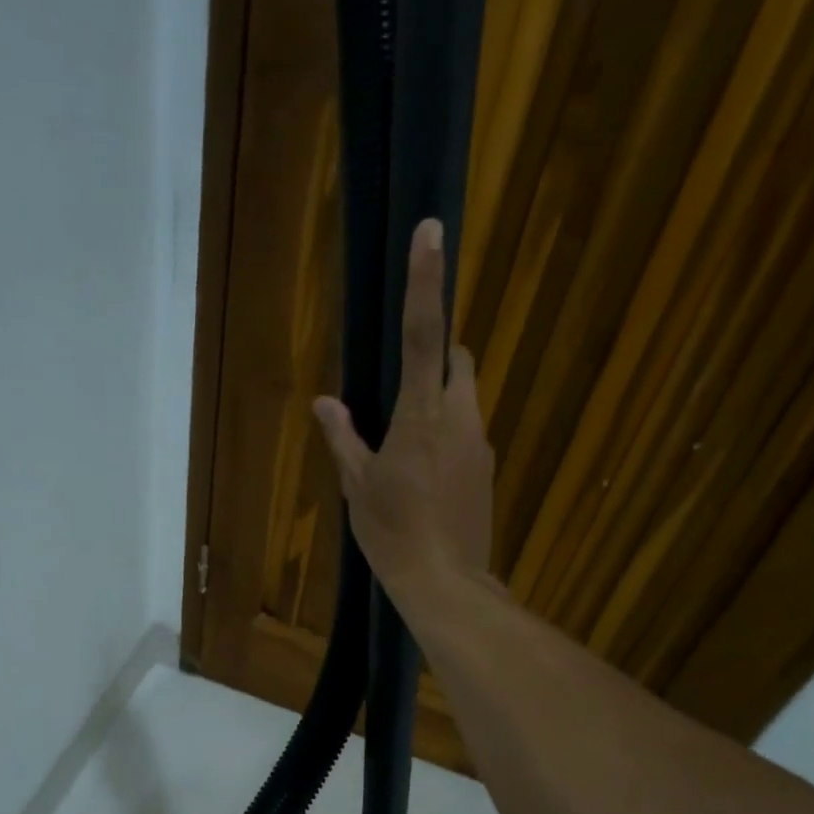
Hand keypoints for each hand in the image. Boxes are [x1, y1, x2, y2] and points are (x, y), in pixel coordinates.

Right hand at [313, 217, 494, 597]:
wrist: (445, 582)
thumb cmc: (392, 533)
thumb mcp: (357, 486)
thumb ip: (343, 437)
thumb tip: (325, 401)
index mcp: (421, 416)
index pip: (424, 336)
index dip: (426, 281)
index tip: (432, 230)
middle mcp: (461, 419)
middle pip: (456, 362)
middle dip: (436, 358)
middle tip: (402, 390)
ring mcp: (481, 444)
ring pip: (466, 399)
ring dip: (442, 401)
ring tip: (408, 445)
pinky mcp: (488, 469)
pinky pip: (469, 434)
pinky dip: (450, 436)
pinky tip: (428, 476)